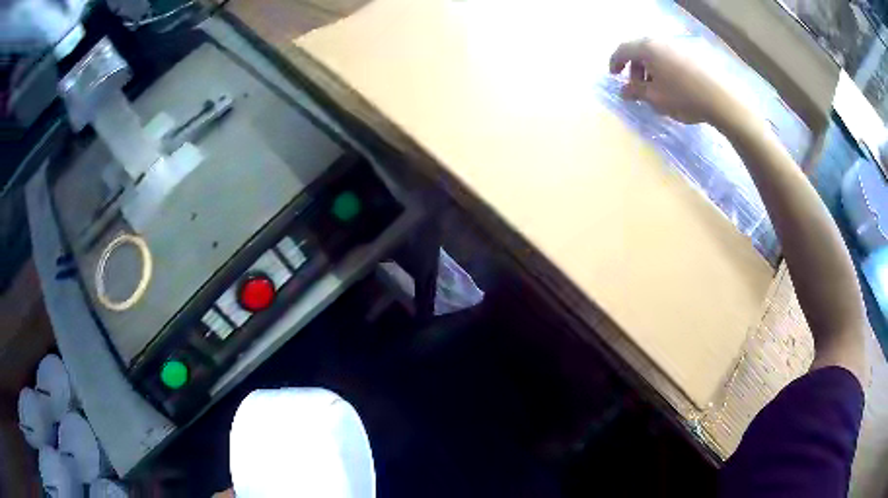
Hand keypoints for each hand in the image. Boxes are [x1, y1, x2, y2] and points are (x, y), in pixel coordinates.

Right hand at [609, 38, 747, 128]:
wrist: (721, 99)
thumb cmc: (683, 97)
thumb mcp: (655, 98)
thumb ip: (635, 92)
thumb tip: (623, 91)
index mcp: (647, 48)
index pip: (623, 50)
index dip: (615, 62)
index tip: (614, 76)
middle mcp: (661, 40)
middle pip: (640, 49)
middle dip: (635, 67)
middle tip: (638, 85)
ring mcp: (679, 44)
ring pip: (657, 52)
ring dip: (651, 67)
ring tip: (657, 87)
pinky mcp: (693, 52)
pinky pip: (672, 56)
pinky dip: (666, 66)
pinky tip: (674, 83)